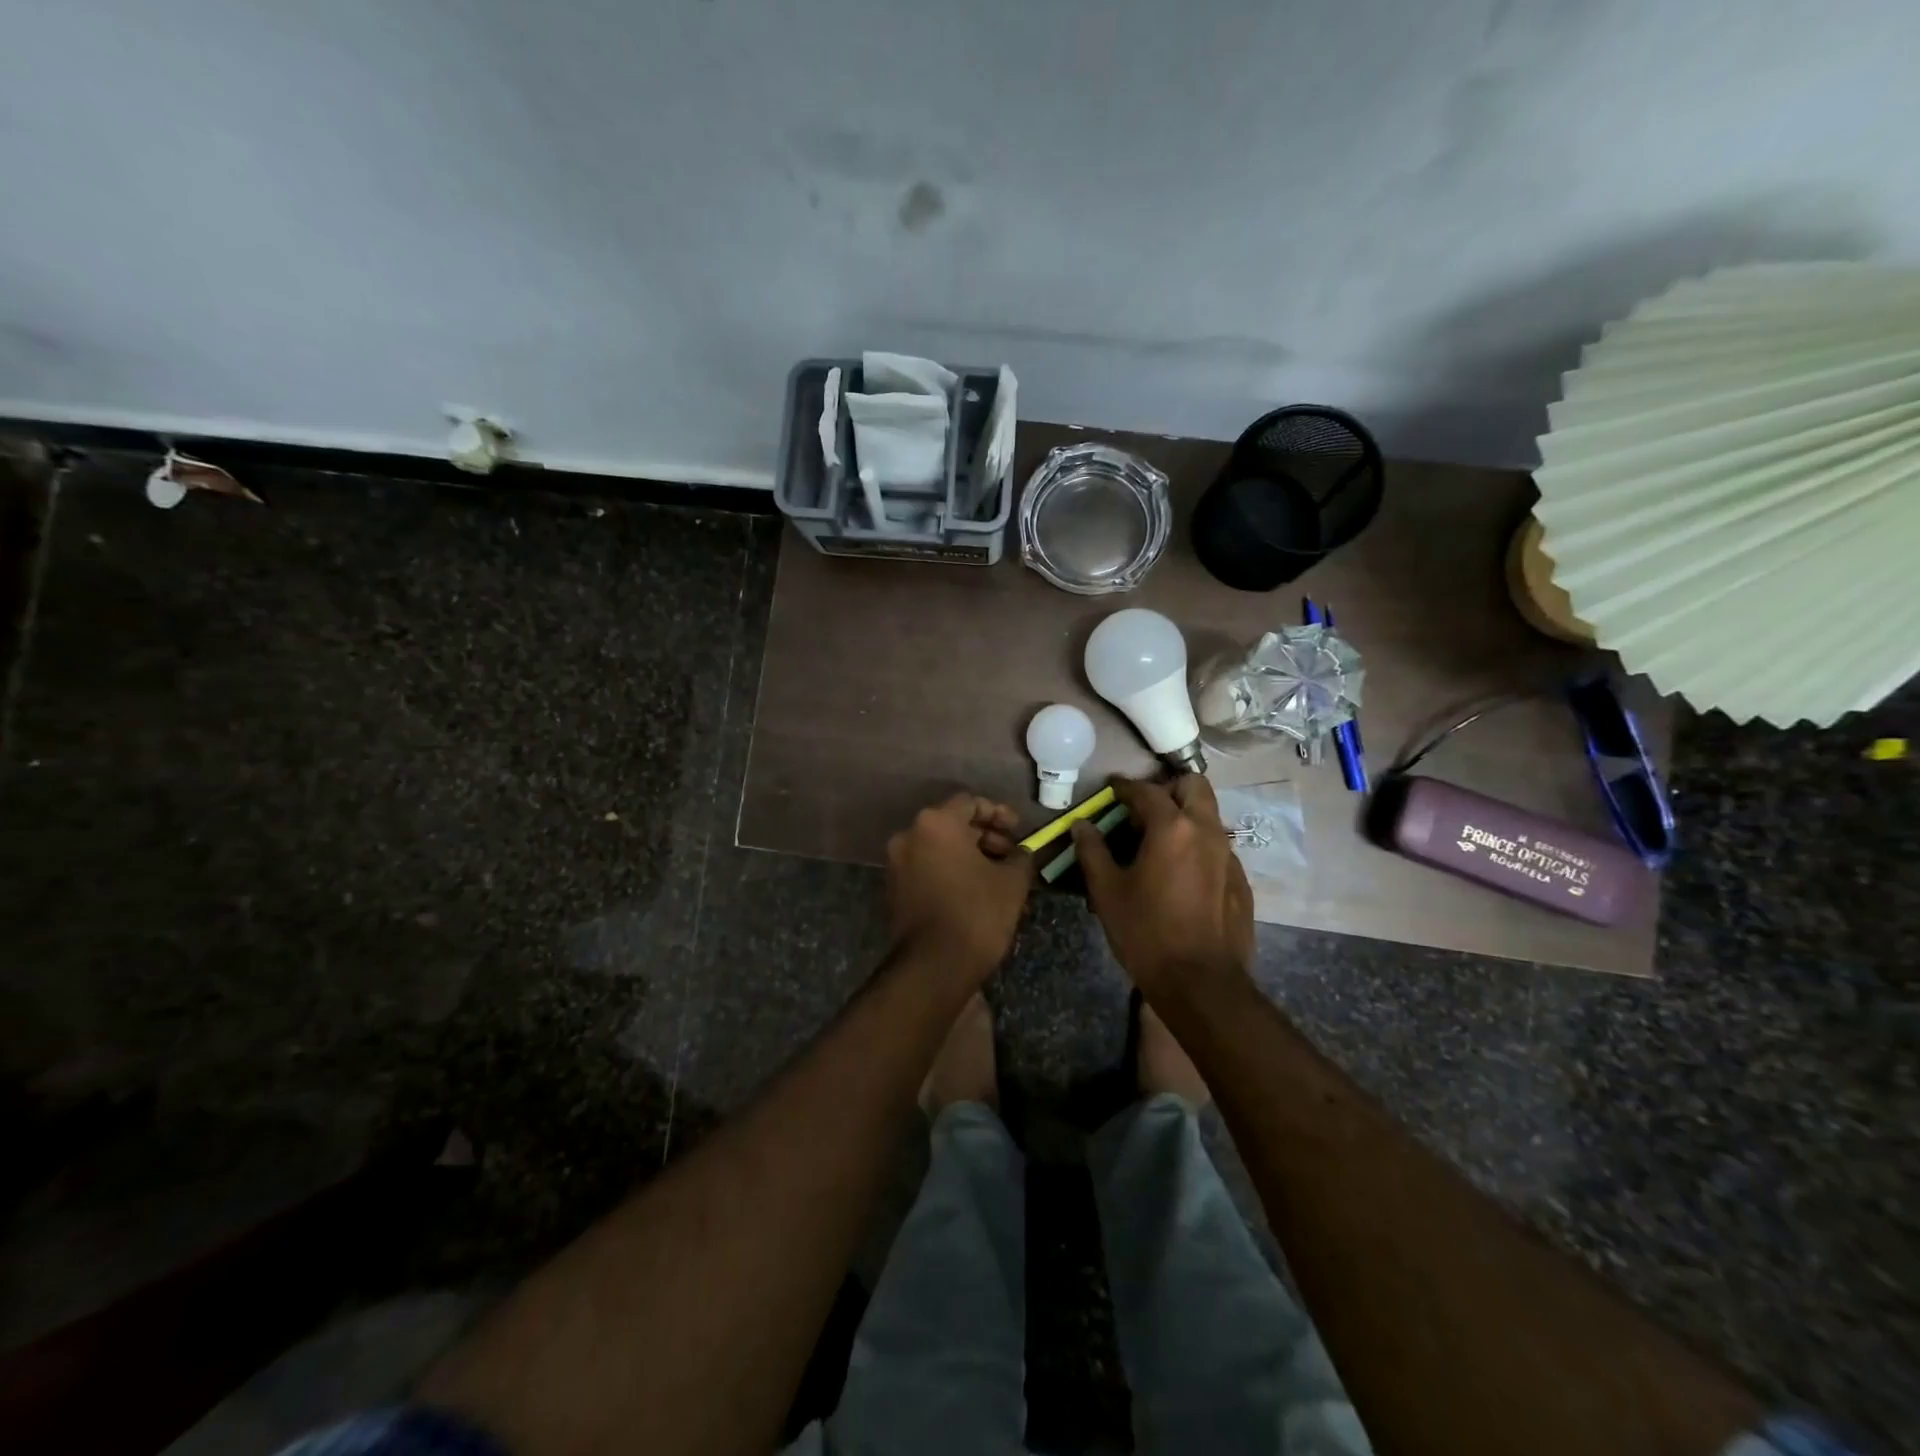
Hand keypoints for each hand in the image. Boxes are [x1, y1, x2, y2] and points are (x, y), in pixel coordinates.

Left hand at [886, 793, 1034, 981]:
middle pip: (953, 823)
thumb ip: (1021, 857)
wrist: (933, 966)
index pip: (971, 802)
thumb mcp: (1012, 882)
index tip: (1019, 831)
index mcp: (936, 823)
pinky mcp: (895, 888)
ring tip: (1000, 877)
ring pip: (940, 847)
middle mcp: (909, 835)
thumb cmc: (976, 913)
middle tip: (1012, 855)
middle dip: (986, 836)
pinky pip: (929, 867)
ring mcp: (897, 863)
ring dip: (971, 855)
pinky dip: (952, 871)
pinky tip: (977, 891)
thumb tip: (1022, 852)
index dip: (999, 813)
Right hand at [1071, 775, 1253, 999]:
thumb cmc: (1146, 932)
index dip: (1124, 787)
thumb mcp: (1107, 891)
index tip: (1110, 789)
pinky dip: (1196, 846)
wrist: (1201, 983)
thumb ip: (1092, 851)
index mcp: (1173, 828)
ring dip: (1184, 816)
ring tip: (1158, 842)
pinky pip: (1217, 847)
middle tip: (1143, 810)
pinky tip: (1179, 875)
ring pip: (1208, 816)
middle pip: (1193, 786)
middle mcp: (1206, 831)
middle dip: (1167, 789)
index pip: (1146, 791)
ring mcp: (1228, 855)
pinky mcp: (1240, 880)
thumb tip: (1081, 825)